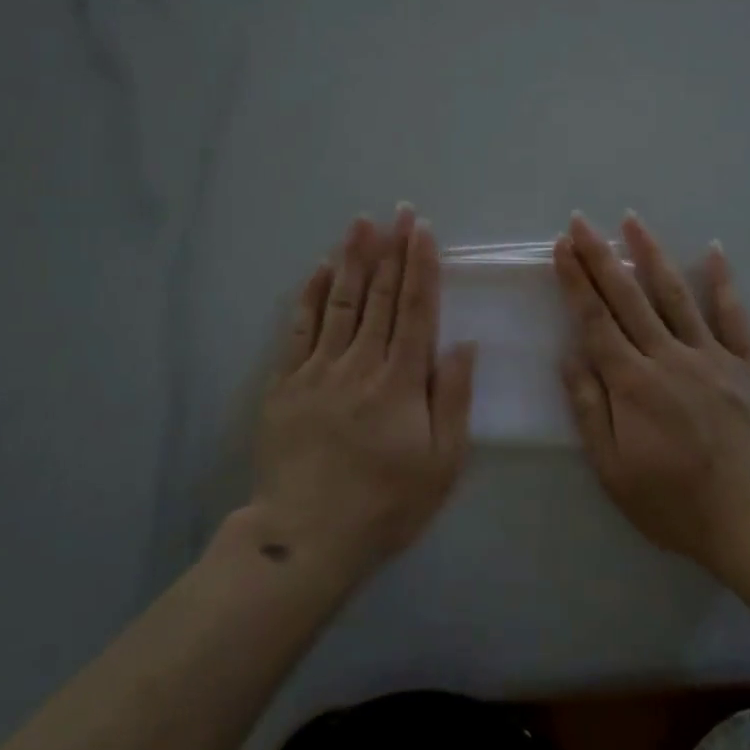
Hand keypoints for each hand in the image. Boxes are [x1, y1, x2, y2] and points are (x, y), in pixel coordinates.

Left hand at [249, 208, 475, 583]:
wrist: (305, 538)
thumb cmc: (385, 504)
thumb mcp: (441, 463)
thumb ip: (453, 398)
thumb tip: (463, 343)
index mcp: (401, 380)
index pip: (416, 308)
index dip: (421, 265)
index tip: (423, 230)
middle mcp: (360, 363)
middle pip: (381, 295)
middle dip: (392, 249)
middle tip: (398, 212)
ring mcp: (318, 370)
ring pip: (340, 301)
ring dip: (353, 259)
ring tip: (361, 224)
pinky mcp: (286, 383)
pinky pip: (299, 328)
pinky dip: (309, 295)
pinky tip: (317, 269)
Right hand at [553, 212, 749, 571]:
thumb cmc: (675, 502)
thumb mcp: (614, 470)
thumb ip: (590, 410)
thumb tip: (569, 357)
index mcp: (632, 383)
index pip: (595, 320)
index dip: (575, 280)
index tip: (561, 246)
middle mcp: (668, 356)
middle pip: (628, 296)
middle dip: (600, 255)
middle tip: (581, 220)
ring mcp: (710, 355)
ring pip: (675, 294)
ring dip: (651, 254)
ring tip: (632, 220)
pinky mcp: (743, 364)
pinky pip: (732, 315)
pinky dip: (723, 281)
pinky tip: (714, 250)